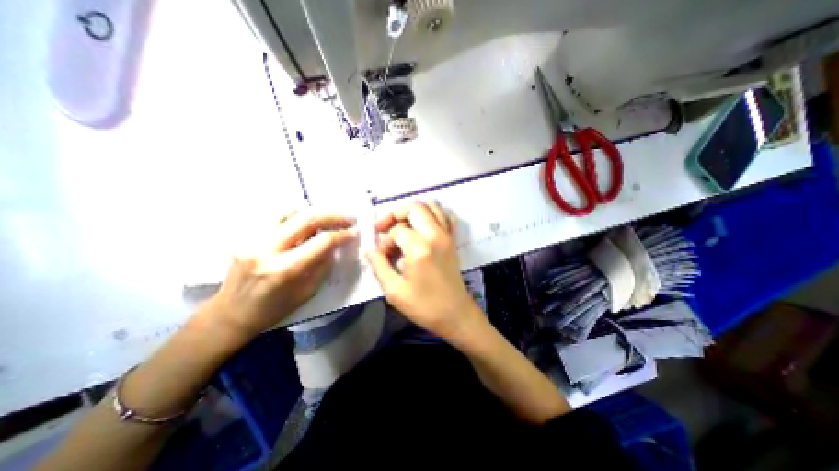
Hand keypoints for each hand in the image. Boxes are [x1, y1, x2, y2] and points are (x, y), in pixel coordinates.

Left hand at [207, 211, 356, 338]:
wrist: (231, 313)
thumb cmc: (275, 309)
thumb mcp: (308, 291)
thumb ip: (323, 264)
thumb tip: (336, 243)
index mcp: (284, 270)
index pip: (322, 241)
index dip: (342, 234)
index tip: (355, 231)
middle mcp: (266, 249)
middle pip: (306, 218)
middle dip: (333, 215)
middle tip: (349, 217)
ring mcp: (251, 239)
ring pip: (289, 210)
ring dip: (313, 213)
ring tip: (326, 221)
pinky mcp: (245, 235)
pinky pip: (276, 216)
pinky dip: (295, 215)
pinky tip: (304, 224)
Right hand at [365, 201, 481, 337]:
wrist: (456, 314)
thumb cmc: (425, 306)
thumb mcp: (394, 291)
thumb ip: (378, 265)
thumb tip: (369, 248)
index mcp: (420, 248)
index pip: (397, 231)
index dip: (385, 241)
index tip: (382, 255)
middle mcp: (436, 235)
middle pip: (414, 207)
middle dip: (395, 214)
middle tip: (384, 228)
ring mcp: (447, 235)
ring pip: (431, 205)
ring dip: (412, 211)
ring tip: (401, 225)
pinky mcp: (453, 239)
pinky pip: (444, 215)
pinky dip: (432, 214)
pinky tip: (422, 226)